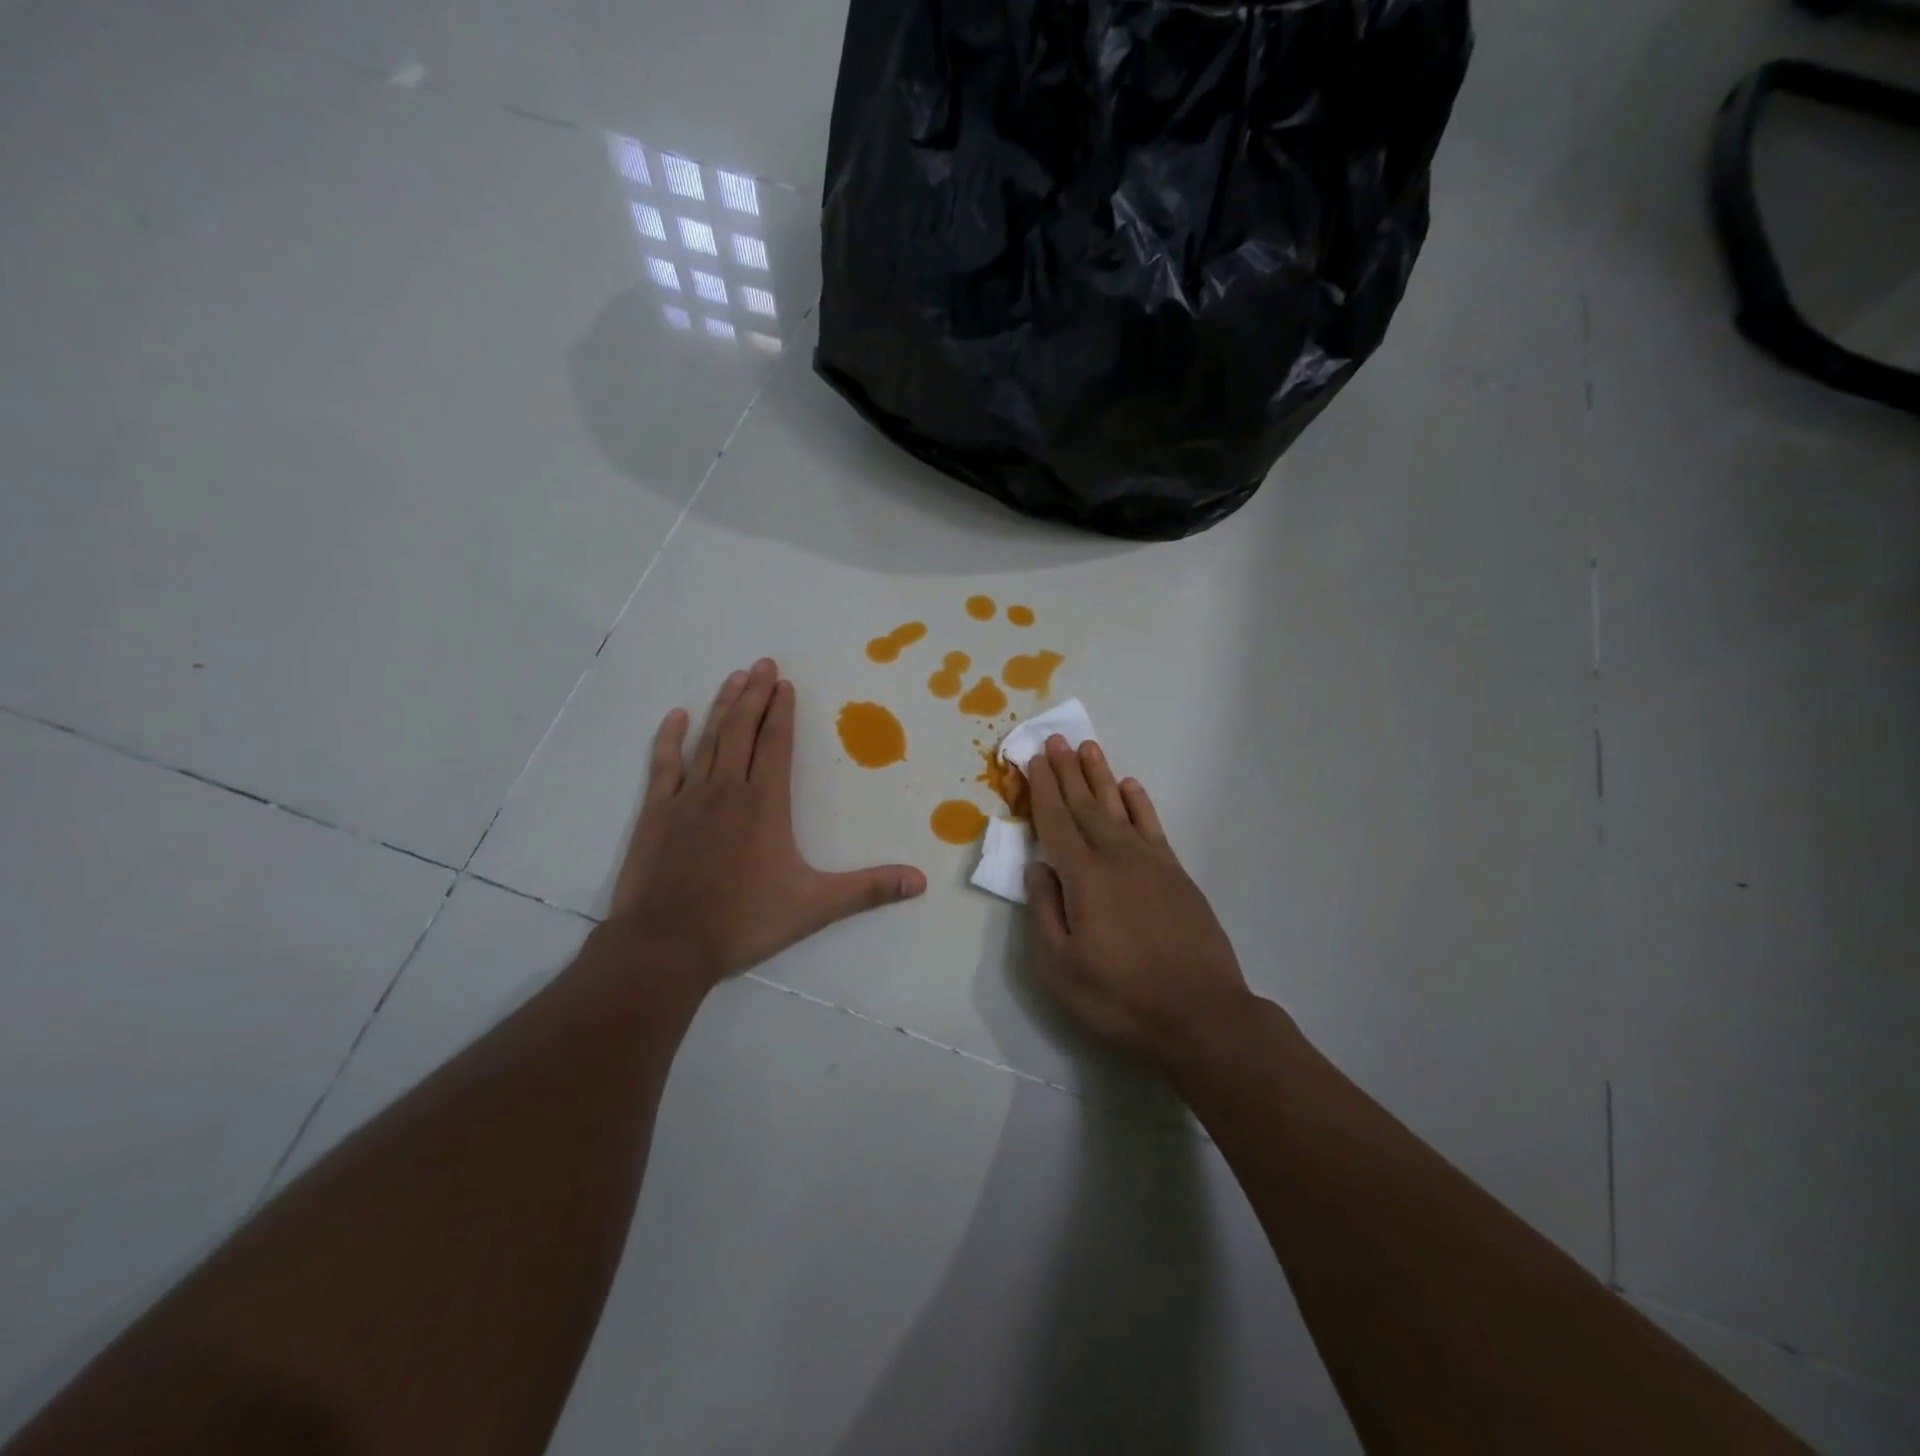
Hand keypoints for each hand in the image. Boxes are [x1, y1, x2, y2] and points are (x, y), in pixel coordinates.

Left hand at [610, 659, 926, 982]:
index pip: (776, 743)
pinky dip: (670, 739)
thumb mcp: (815, 906)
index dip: (782, 711)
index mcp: (765, 802)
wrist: (668, 943)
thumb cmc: (744, 920)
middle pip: (743, 730)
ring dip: (723, 707)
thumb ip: (868, 889)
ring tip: (734, 678)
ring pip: (709, 739)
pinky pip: (664, 765)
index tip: (785, 683)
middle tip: (762, 663)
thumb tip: (920, 881)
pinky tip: (677, 717)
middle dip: (755, 695)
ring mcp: (688, 797)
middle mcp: (728, 788)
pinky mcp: (657, 812)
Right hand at [1024, 737, 1251, 1070]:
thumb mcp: (1060, 967)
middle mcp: (1117, 857)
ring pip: (1118, 808)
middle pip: (1085, 805)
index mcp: (1084, 877)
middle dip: (1067, 771)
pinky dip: (1139, 803)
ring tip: (1088, 748)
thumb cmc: (1120, 997)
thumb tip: (1038, 868)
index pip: (1056, 821)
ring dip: (1101, 776)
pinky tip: (1131, 787)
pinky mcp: (1177, 874)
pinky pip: (1152, 826)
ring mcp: (1151, 863)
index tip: (1032, 759)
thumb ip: (1044, 912)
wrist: (1200, 1015)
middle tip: (1055, 740)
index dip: (1042, 789)